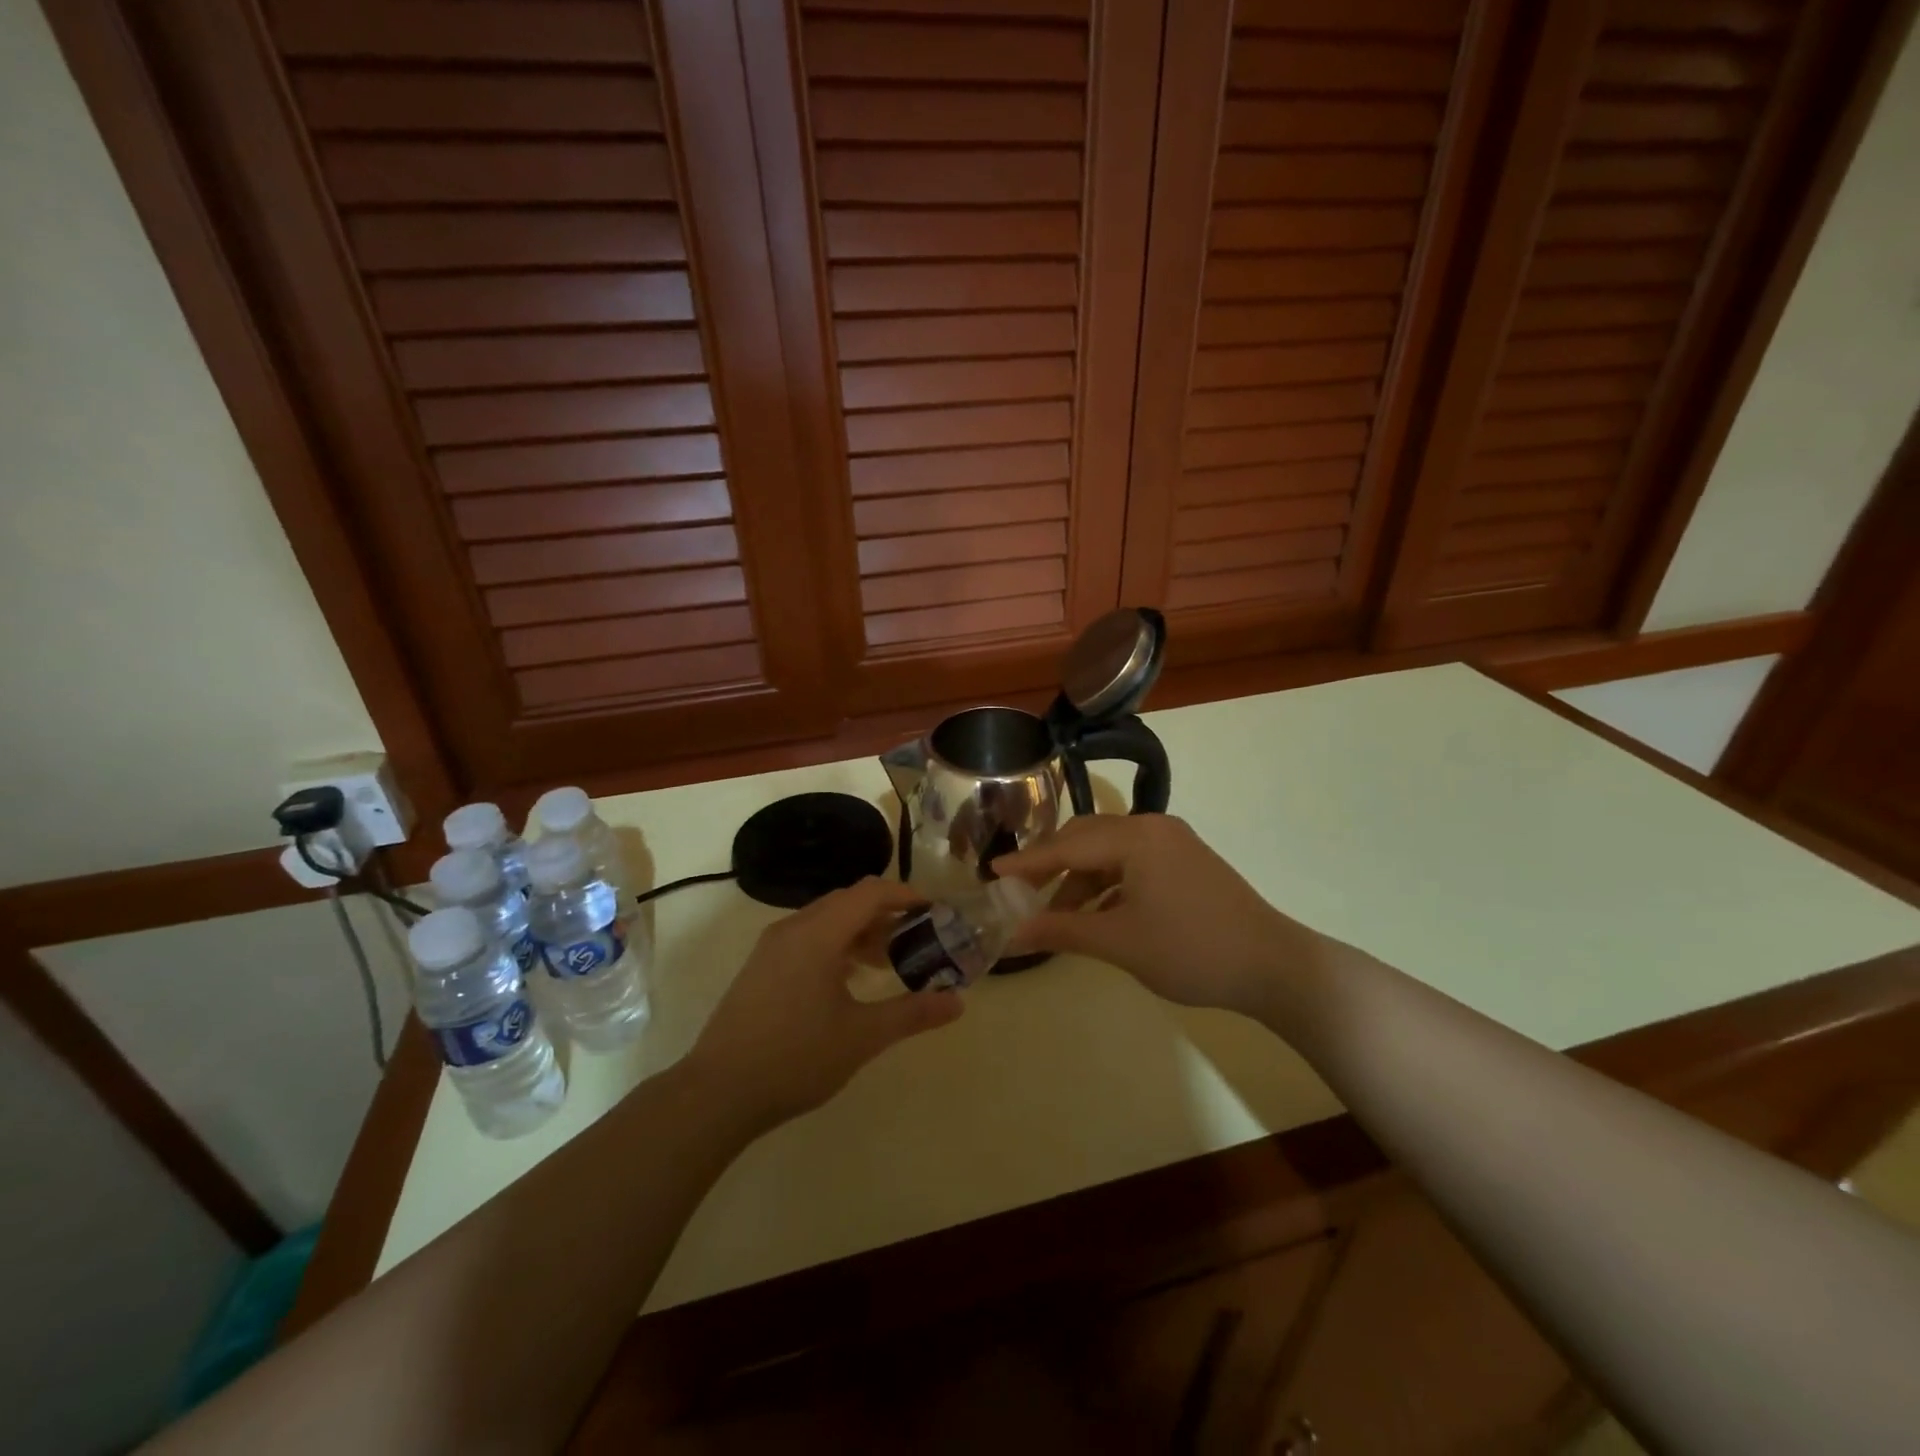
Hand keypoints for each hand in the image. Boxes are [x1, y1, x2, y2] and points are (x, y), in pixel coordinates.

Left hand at [683, 878, 963, 1133]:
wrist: (717, 1093)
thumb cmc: (795, 1057)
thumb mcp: (862, 1036)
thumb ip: (912, 1013)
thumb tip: (958, 1001)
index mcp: (818, 934)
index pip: (870, 892)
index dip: (906, 895)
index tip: (935, 911)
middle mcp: (793, 928)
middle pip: (848, 901)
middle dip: (886, 914)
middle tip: (918, 938)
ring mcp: (772, 947)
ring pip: (826, 920)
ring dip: (860, 931)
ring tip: (889, 961)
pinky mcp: (761, 967)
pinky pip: (808, 938)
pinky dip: (836, 945)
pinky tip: (850, 980)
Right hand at [995, 815, 1311, 1018]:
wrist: (1273, 966)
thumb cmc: (1190, 950)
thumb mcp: (1118, 942)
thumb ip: (1061, 931)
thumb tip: (1012, 935)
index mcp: (1135, 837)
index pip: (1066, 846)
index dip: (1027, 862)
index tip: (992, 873)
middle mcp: (1152, 827)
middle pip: (1087, 839)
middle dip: (1053, 867)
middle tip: (1023, 895)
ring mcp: (1173, 842)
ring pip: (1110, 852)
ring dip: (1081, 880)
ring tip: (1061, 917)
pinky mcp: (1186, 860)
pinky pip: (1133, 862)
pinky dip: (1109, 884)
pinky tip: (1099, 913)